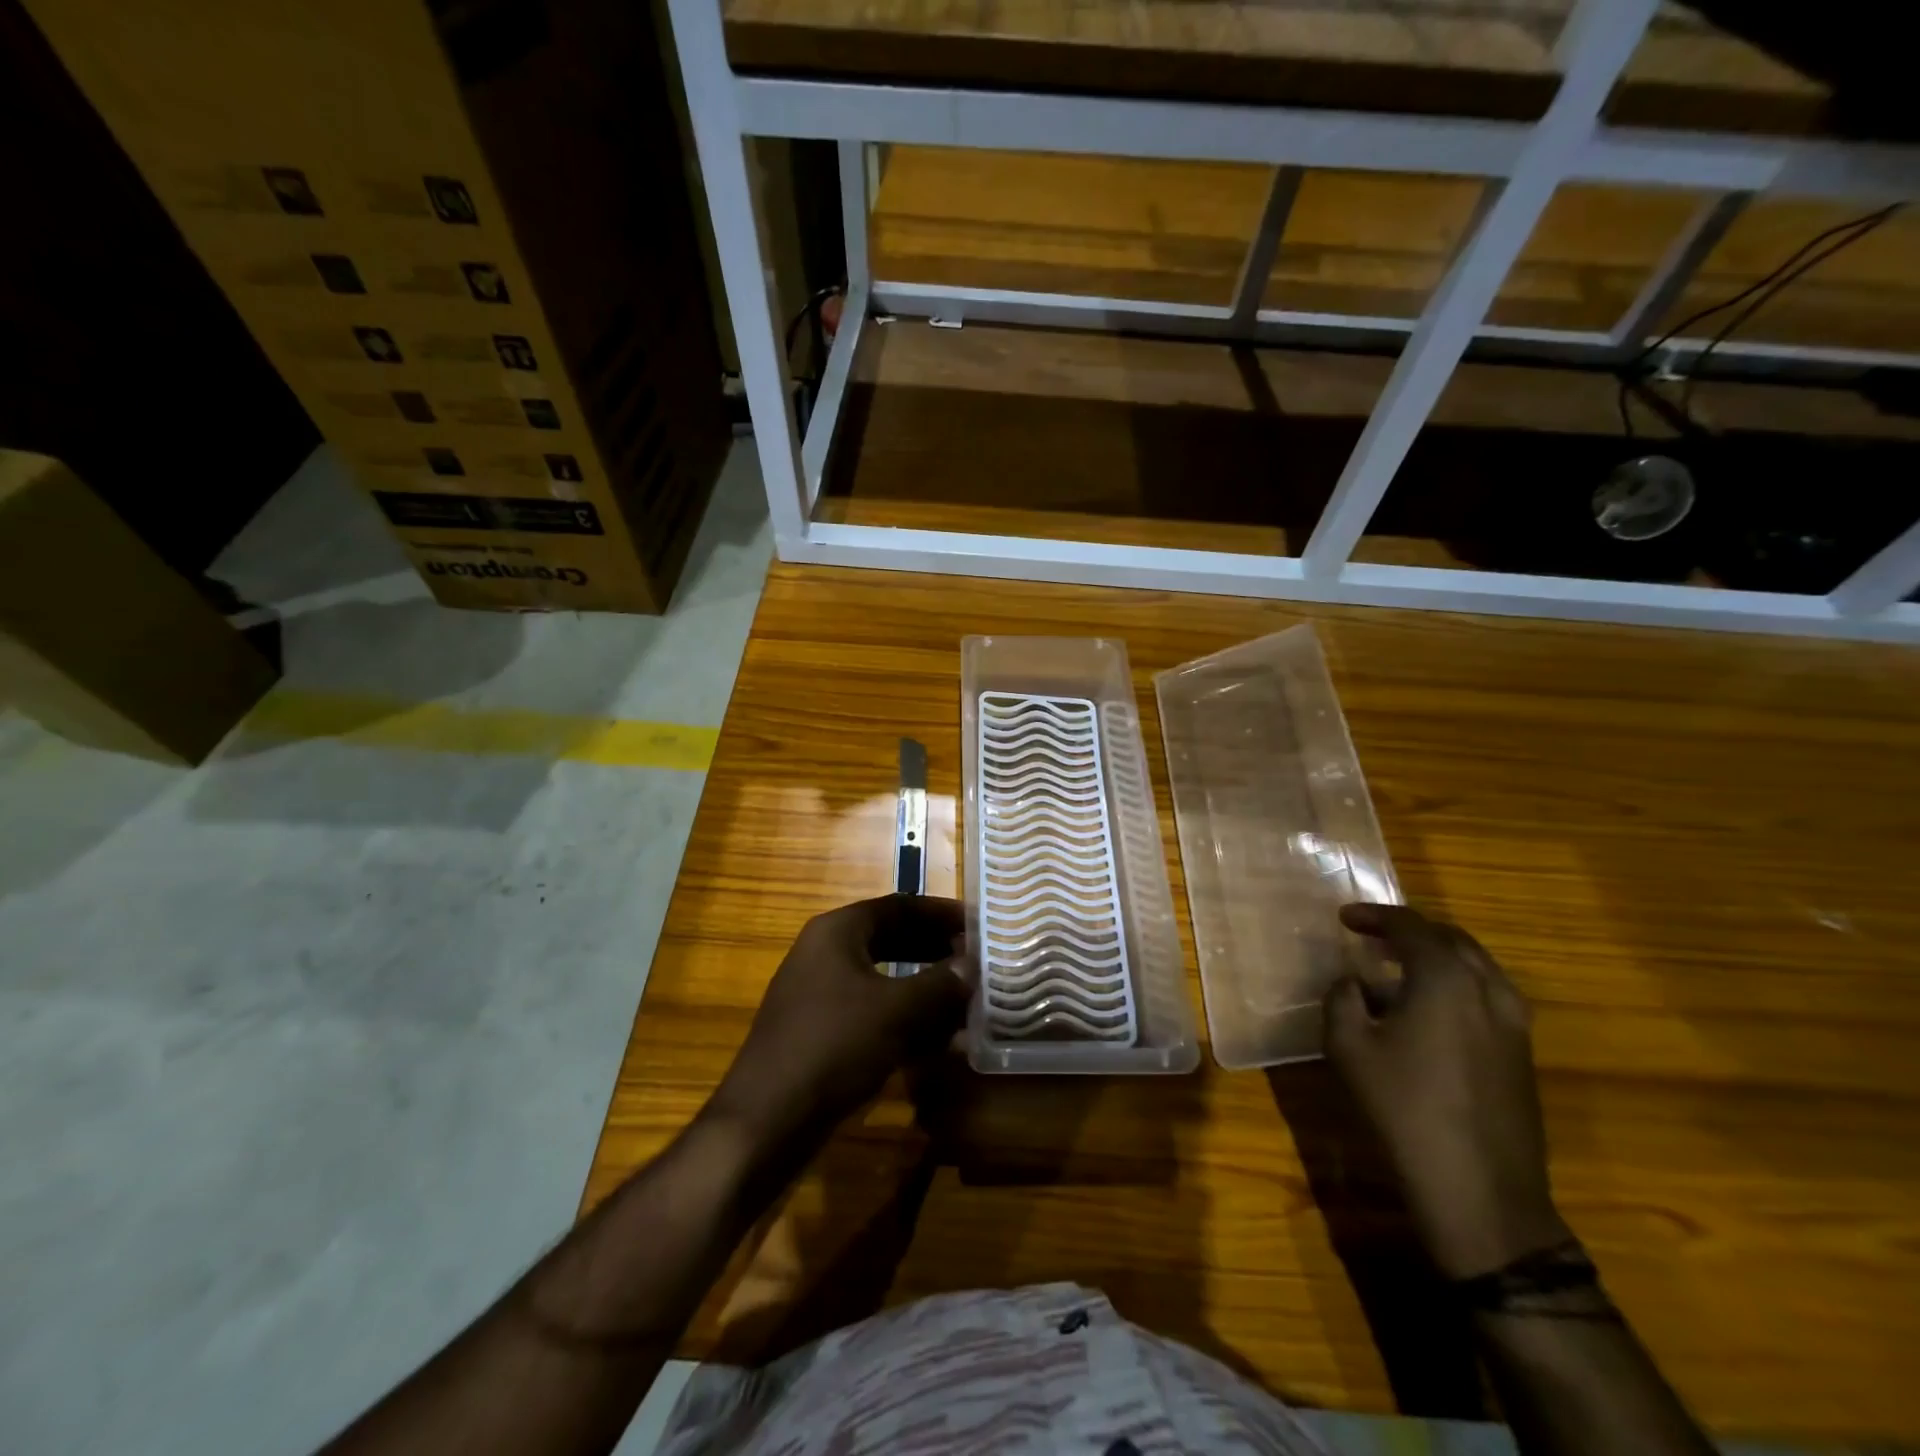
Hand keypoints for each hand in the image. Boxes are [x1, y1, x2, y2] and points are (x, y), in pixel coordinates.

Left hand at [709, 896, 972, 1143]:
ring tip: (968, 1002)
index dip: (941, 913)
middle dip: (936, 951)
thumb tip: (972, 967)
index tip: (979, 924)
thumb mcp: (897, 1011)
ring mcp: (821, 995)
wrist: (767, 1121)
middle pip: (892, 940)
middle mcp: (826, 954)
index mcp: (838, 932)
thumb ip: (941, 984)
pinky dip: (906, 1020)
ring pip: (885, 979)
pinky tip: (940, 1041)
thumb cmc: (834, 1046)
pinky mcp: (822, 1033)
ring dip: (926, 989)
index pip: (899, 906)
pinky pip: (874, 1013)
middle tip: (977, 962)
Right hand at [1324, 903, 1571, 1279]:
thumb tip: (1352, 982)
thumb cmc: (1404, 1109)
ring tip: (1398, 969)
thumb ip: (1343, 999)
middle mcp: (1488, 989)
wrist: (1481, 1191)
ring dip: (1437, 957)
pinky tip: (1428, 1010)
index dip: (1374, 916)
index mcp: (1445, 978)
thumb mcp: (1348, 1047)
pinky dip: (1456, 985)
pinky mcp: (1522, 1054)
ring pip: (1476, 967)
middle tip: (1373, 936)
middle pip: (1451, 939)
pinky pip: (1488, 996)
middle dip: (1410, 931)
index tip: (1345, 918)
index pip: (1410, 926)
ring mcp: (1514, 1023)